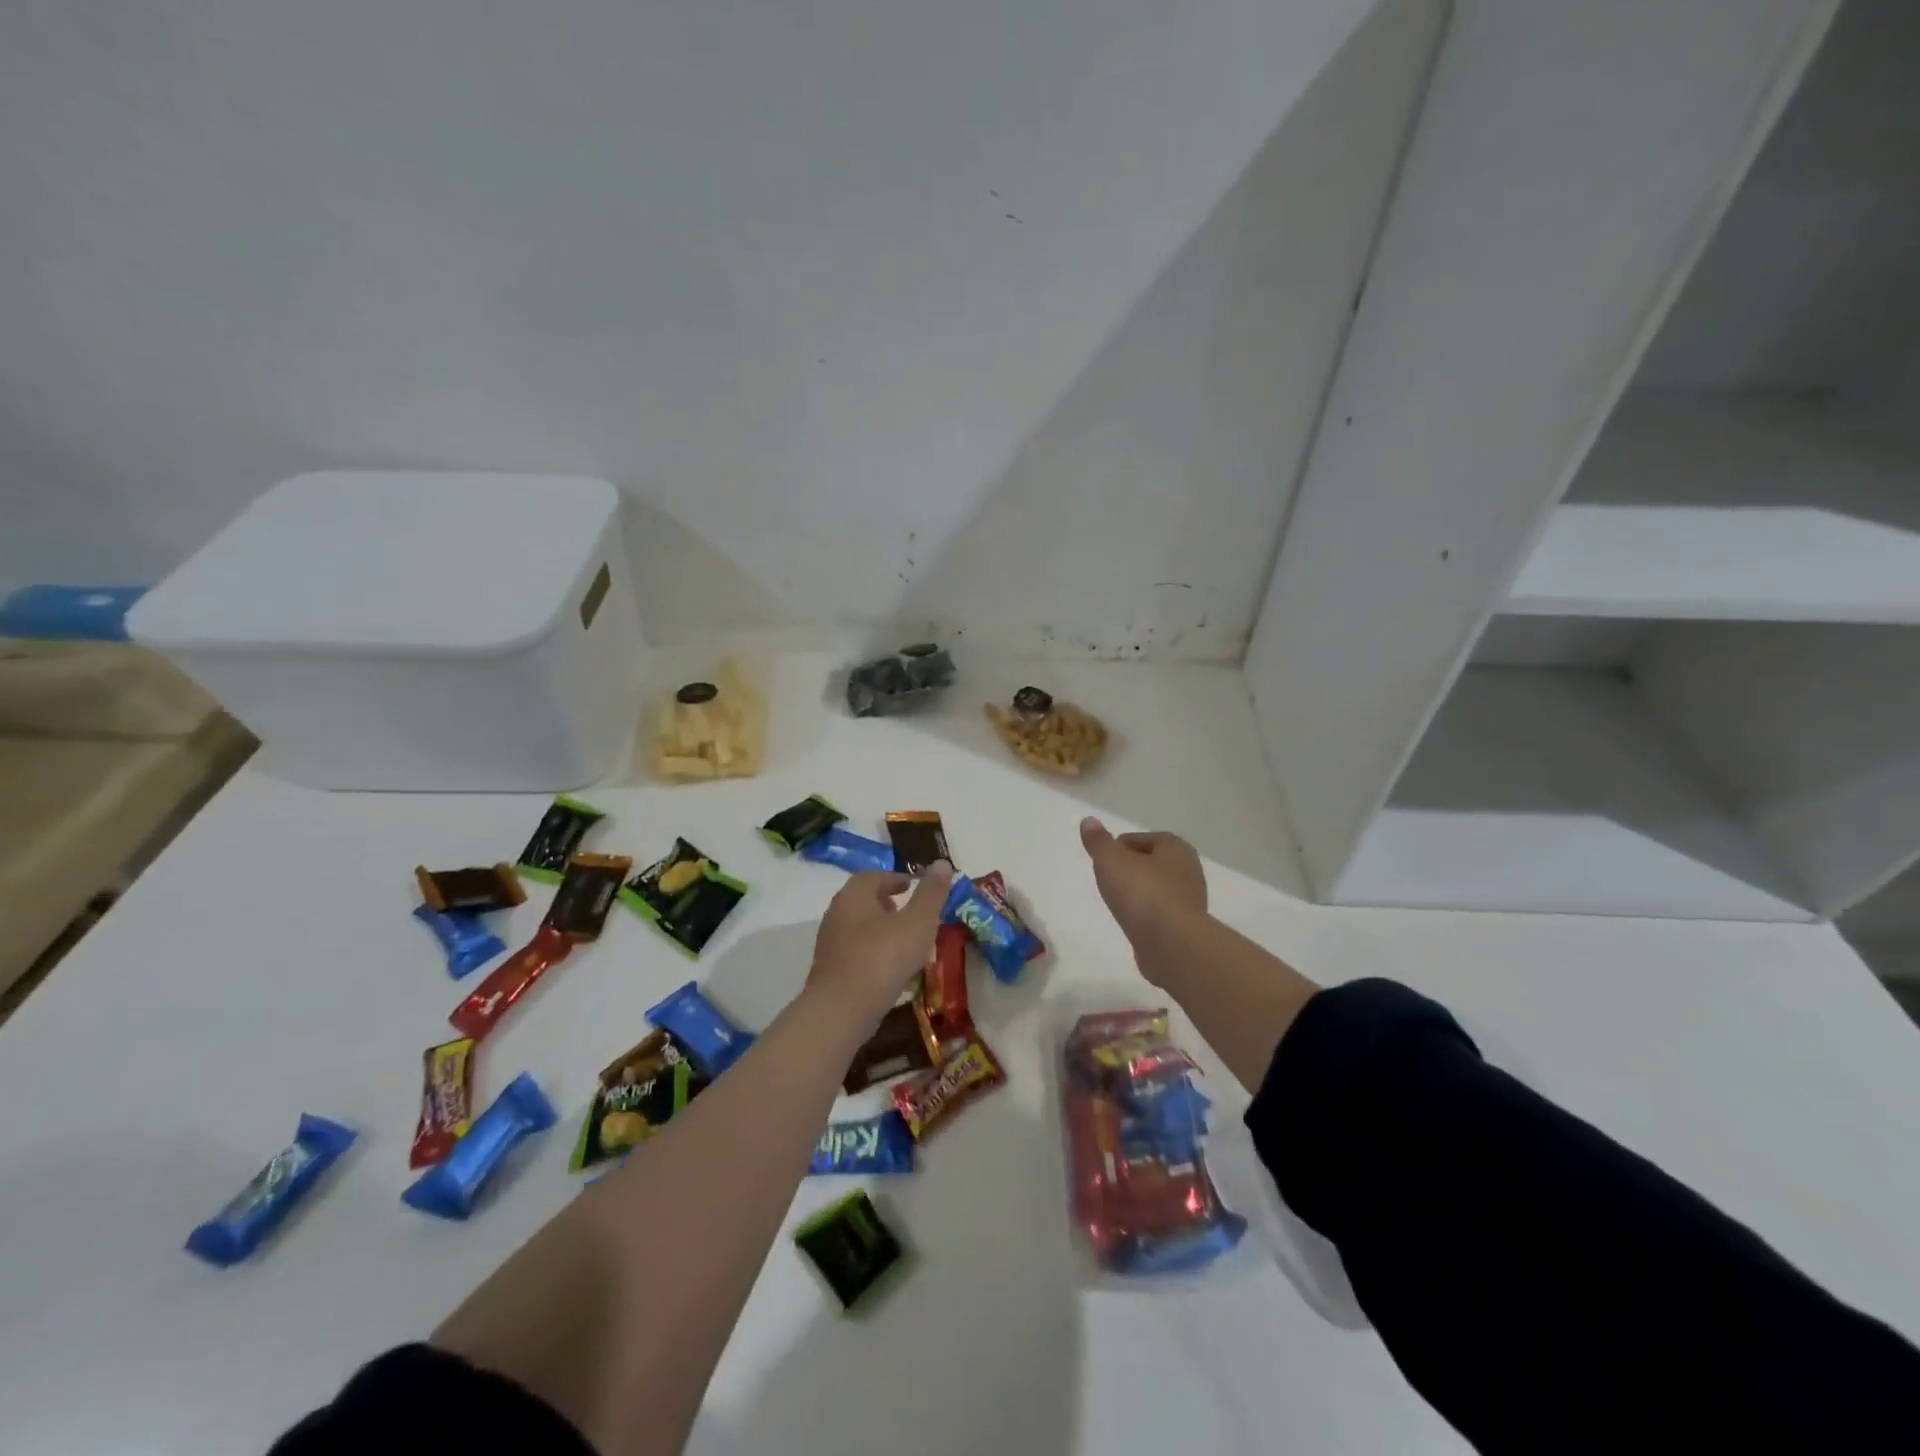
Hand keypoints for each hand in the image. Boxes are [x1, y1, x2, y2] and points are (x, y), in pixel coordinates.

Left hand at [809, 863, 953, 1017]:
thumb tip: (942, 863)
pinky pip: (855, 952)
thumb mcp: (918, 922)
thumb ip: (931, 893)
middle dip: (886, 902)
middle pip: (863, 901)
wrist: (842, 1010)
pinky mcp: (830, 971)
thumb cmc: (883, 957)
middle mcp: (837, 914)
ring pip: (859, 927)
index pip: (873, 877)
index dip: (894, 878)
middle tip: (909, 911)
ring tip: (906, 941)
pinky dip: (874, 952)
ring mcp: (830, 944)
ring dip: (881, 929)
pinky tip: (891, 969)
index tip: (911, 885)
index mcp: (854, 895)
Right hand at [1080, 819, 1206, 964]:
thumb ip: (1098, 841)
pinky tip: (1132, 923)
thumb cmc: (1142, 894)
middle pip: (1150, 863)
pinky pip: (1159, 913)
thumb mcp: (1111, 860)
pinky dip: (1145, 915)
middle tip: (1107, 881)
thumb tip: (1089, 820)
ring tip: (1117, 904)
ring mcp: (1189, 900)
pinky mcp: (1186, 927)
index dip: (1118, 848)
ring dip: (1138, 894)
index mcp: (1175, 847)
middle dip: (1129, 870)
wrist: (1172, 945)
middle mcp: (1188, 870)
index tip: (1103, 863)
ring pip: (1156, 889)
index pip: (1140, 839)